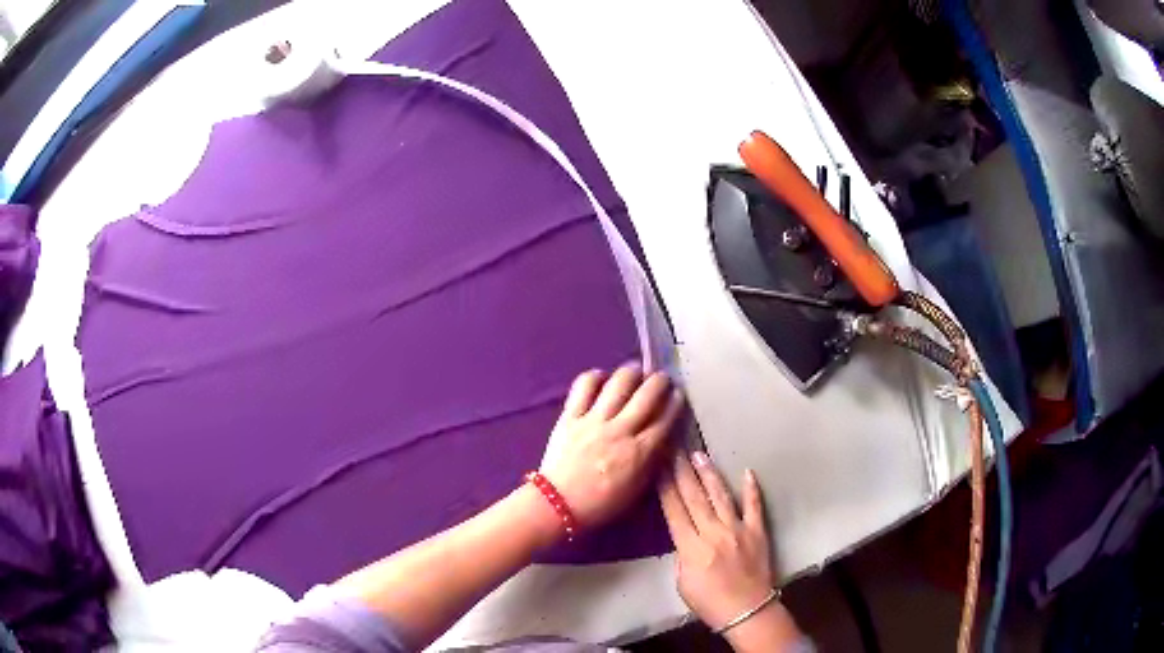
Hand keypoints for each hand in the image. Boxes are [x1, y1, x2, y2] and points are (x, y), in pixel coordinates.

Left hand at [540, 365, 683, 528]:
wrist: (558, 505)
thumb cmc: (601, 504)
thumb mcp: (637, 489)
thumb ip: (652, 462)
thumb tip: (664, 440)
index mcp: (640, 452)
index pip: (665, 419)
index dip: (675, 402)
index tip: (678, 394)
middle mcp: (620, 430)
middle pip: (647, 395)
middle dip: (660, 381)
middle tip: (662, 378)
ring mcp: (594, 421)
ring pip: (619, 383)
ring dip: (632, 372)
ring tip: (636, 371)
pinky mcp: (570, 416)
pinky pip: (583, 386)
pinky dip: (595, 376)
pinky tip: (602, 377)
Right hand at [659, 452, 800, 650]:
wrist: (747, 611)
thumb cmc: (709, 603)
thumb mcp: (682, 583)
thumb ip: (682, 556)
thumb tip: (685, 536)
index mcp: (691, 548)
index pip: (674, 510)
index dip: (665, 487)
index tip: (658, 466)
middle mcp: (713, 532)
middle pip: (694, 497)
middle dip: (682, 471)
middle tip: (674, 449)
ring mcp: (738, 529)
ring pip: (720, 495)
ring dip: (709, 474)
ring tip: (699, 454)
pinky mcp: (757, 531)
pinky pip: (754, 506)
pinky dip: (751, 488)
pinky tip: (747, 471)